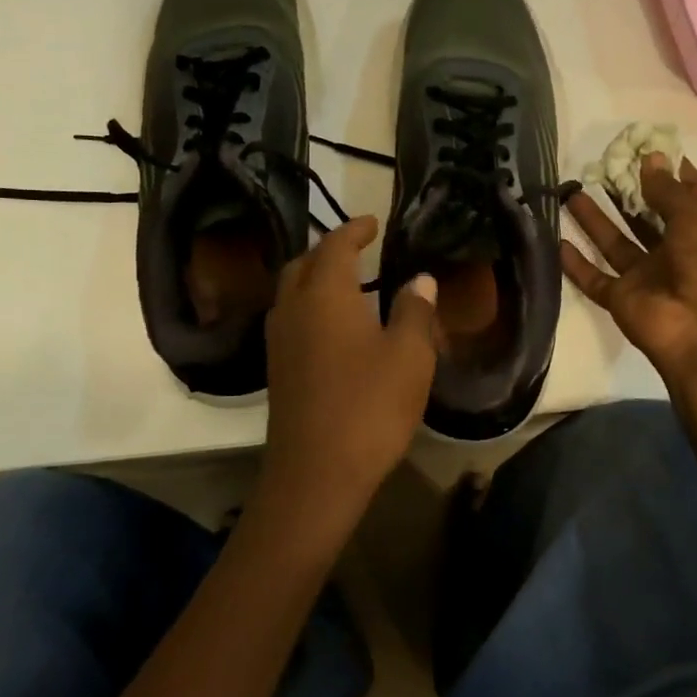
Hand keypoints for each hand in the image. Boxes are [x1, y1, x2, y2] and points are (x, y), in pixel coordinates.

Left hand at [258, 216, 438, 527]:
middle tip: (358, 250)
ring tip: (347, 283)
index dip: (354, 230)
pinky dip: (309, 306)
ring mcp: (279, 341)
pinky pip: (290, 319)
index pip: (335, 246)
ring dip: (315, 278)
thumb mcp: (409, 356)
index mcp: (324, 295)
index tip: (373, 222)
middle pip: (303, 264)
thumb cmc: (369, 406)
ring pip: (291, 292)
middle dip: (328, 250)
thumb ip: (415, 311)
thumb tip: (419, 280)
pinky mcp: (277, 370)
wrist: (316, 473)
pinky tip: (333, 326)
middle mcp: (292, 309)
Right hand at [561, 156, 696, 384]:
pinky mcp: (622, 299)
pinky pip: (594, 277)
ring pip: (615, 243)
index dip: (667, 170)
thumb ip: (669, 191)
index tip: (641, 147)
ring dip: (594, 219)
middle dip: (624, 191)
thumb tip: (650, 159)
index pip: (686, 194)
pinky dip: (576, 262)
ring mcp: (647, 277)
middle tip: (598, 165)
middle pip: (645, 216)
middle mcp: (676, 251)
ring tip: (570, 191)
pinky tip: (556, 240)